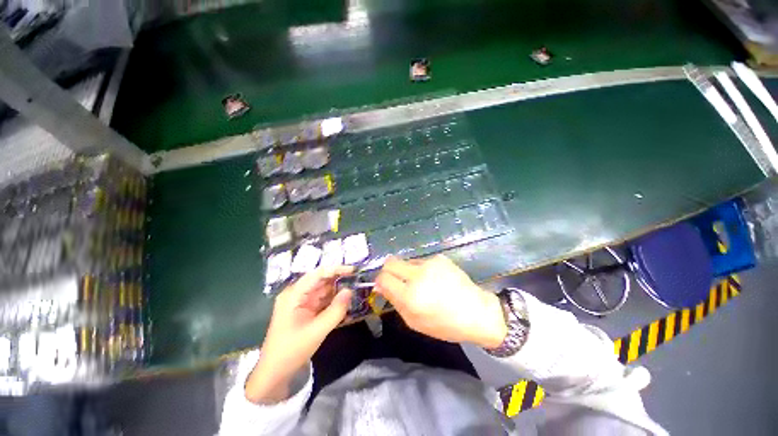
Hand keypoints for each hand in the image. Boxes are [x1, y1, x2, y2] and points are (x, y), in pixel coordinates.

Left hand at [245, 265, 353, 403]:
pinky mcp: (306, 310)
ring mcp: (302, 302)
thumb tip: (350, 290)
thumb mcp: (317, 331)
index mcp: (294, 294)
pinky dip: (334, 300)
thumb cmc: (291, 351)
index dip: (336, 269)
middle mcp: (297, 294)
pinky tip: (347, 301)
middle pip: (321, 280)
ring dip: (339, 289)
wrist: (274, 374)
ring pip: (324, 290)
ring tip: (356, 288)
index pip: (317, 274)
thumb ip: (335, 310)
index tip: (354, 270)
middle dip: (339, 278)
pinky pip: (323, 300)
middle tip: (358, 280)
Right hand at [375, 255, 506, 348]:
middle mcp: (418, 276)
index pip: (382, 278)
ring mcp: (430, 264)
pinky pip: (421, 261)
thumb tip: (381, 286)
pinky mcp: (440, 258)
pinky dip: (422, 270)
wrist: (477, 312)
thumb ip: (395, 302)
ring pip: (406, 261)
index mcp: (411, 296)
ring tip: (422, 283)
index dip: (380, 281)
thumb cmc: (444, 324)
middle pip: (390, 262)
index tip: (384, 286)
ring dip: (407, 271)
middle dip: (388, 271)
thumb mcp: (414, 322)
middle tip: (397, 281)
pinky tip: (435, 279)